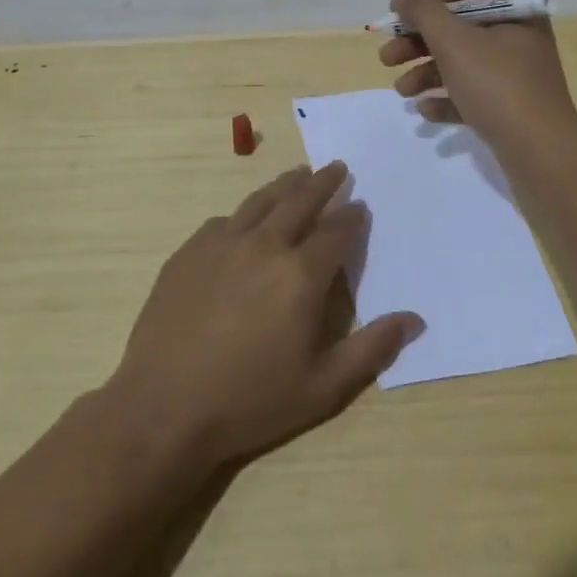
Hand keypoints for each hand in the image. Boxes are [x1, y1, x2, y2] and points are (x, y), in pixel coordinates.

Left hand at [107, 162, 421, 468]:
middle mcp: (265, 246)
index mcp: (301, 275)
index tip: (360, 206)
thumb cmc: (250, 401)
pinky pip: (224, 221)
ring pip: (261, 201)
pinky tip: (244, 220)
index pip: (336, 231)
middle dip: (323, 182)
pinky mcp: (189, 252)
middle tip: (336, 167)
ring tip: (298, 174)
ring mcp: (222, 244)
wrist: (162, 409)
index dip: (352, 217)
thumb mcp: (323, 388)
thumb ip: (372, 349)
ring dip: (285, 185)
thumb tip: (415, 319)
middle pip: (300, 201)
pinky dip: (243, 214)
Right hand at [378, 0, 576, 150]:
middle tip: (386, 58)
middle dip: (418, 41)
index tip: (392, 13)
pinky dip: (445, 99)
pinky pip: (470, 95)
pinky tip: (424, 110)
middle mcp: (517, 38)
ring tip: (401, 91)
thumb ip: (425, 14)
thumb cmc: (497, 86)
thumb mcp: (455, 42)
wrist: (540, 153)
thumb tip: (406, 0)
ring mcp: (515, 75)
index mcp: (514, 12)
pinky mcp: (509, 107)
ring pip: (460, 63)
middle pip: (458, 28)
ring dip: (425, 72)